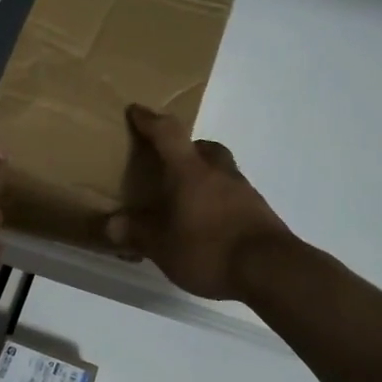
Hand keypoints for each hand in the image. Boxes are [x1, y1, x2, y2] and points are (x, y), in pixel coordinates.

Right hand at [105, 106, 291, 300]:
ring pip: (220, 171)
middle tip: (170, 164)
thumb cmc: (208, 249)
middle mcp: (218, 172)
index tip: (136, 112)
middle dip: (186, 150)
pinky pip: (233, 195)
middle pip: (203, 147)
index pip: (168, 134)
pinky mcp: (259, 212)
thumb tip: (112, 224)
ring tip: (187, 200)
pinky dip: (218, 200)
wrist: (270, 270)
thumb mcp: (162, 247)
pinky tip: (209, 224)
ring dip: (204, 177)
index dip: (150, 121)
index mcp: (190, 171)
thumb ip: (137, 233)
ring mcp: (244, 191)